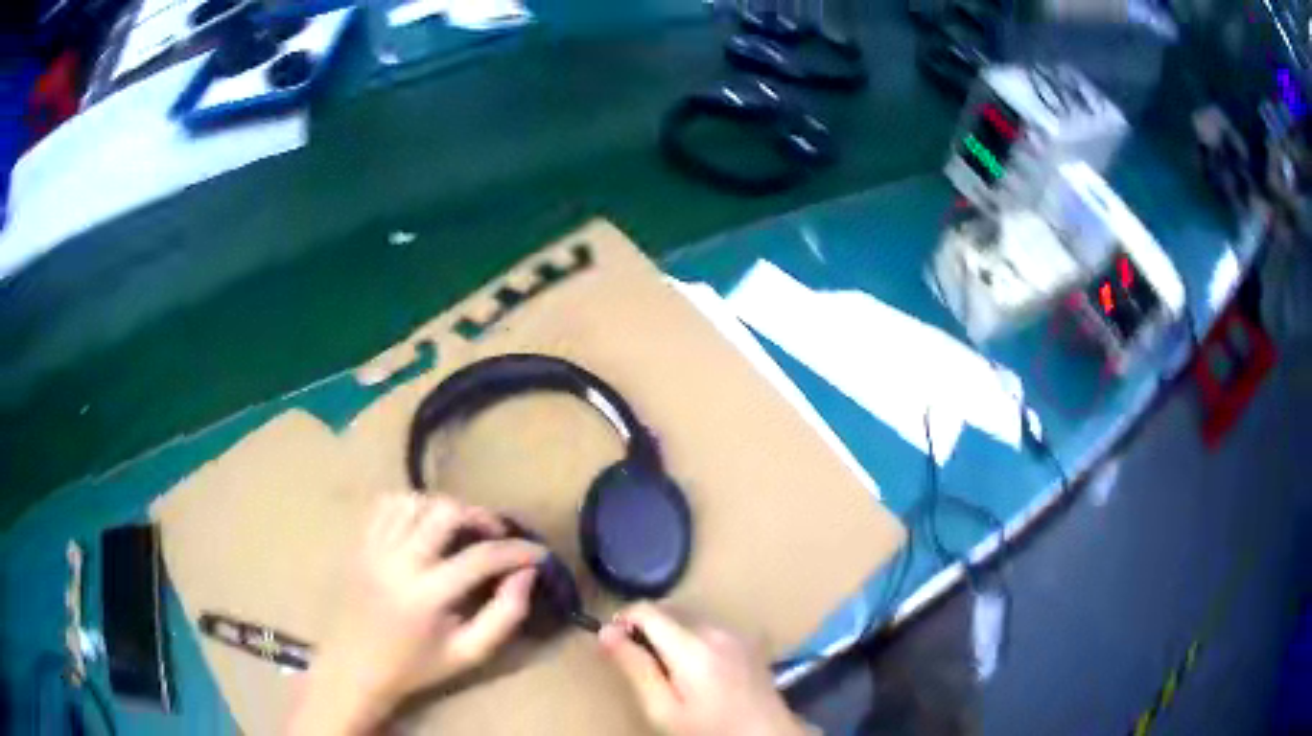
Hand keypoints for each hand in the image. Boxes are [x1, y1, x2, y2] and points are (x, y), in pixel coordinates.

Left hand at [286, 493, 544, 734]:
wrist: (355, 667)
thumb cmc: (416, 667)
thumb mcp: (469, 653)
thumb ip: (505, 615)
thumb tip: (526, 574)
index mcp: (426, 596)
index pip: (481, 557)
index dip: (517, 550)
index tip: (538, 553)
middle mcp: (397, 562)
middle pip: (444, 512)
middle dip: (480, 516)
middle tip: (496, 534)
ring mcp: (373, 548)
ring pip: (415, 501)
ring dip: (445, 508)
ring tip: (460, 529)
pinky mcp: (359, 543)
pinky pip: (386, 505)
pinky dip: (412, 505)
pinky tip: (424, 525)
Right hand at [599, 603, 811, 735]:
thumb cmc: (710, 729)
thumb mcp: (664, 709)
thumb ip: (636, 668)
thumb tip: (606, 632)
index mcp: (692, 646)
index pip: (646, 609)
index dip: (622, 621)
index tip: (613, 646)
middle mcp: (717, 630)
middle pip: (668, 610)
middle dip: (646, 628)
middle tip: (640, 664)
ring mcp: (737, 632)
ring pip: (689, 617)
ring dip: (670, 633)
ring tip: (669, 671)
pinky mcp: (749, 640)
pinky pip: (711, 627)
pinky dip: (693, 638)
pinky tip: (697, 670)